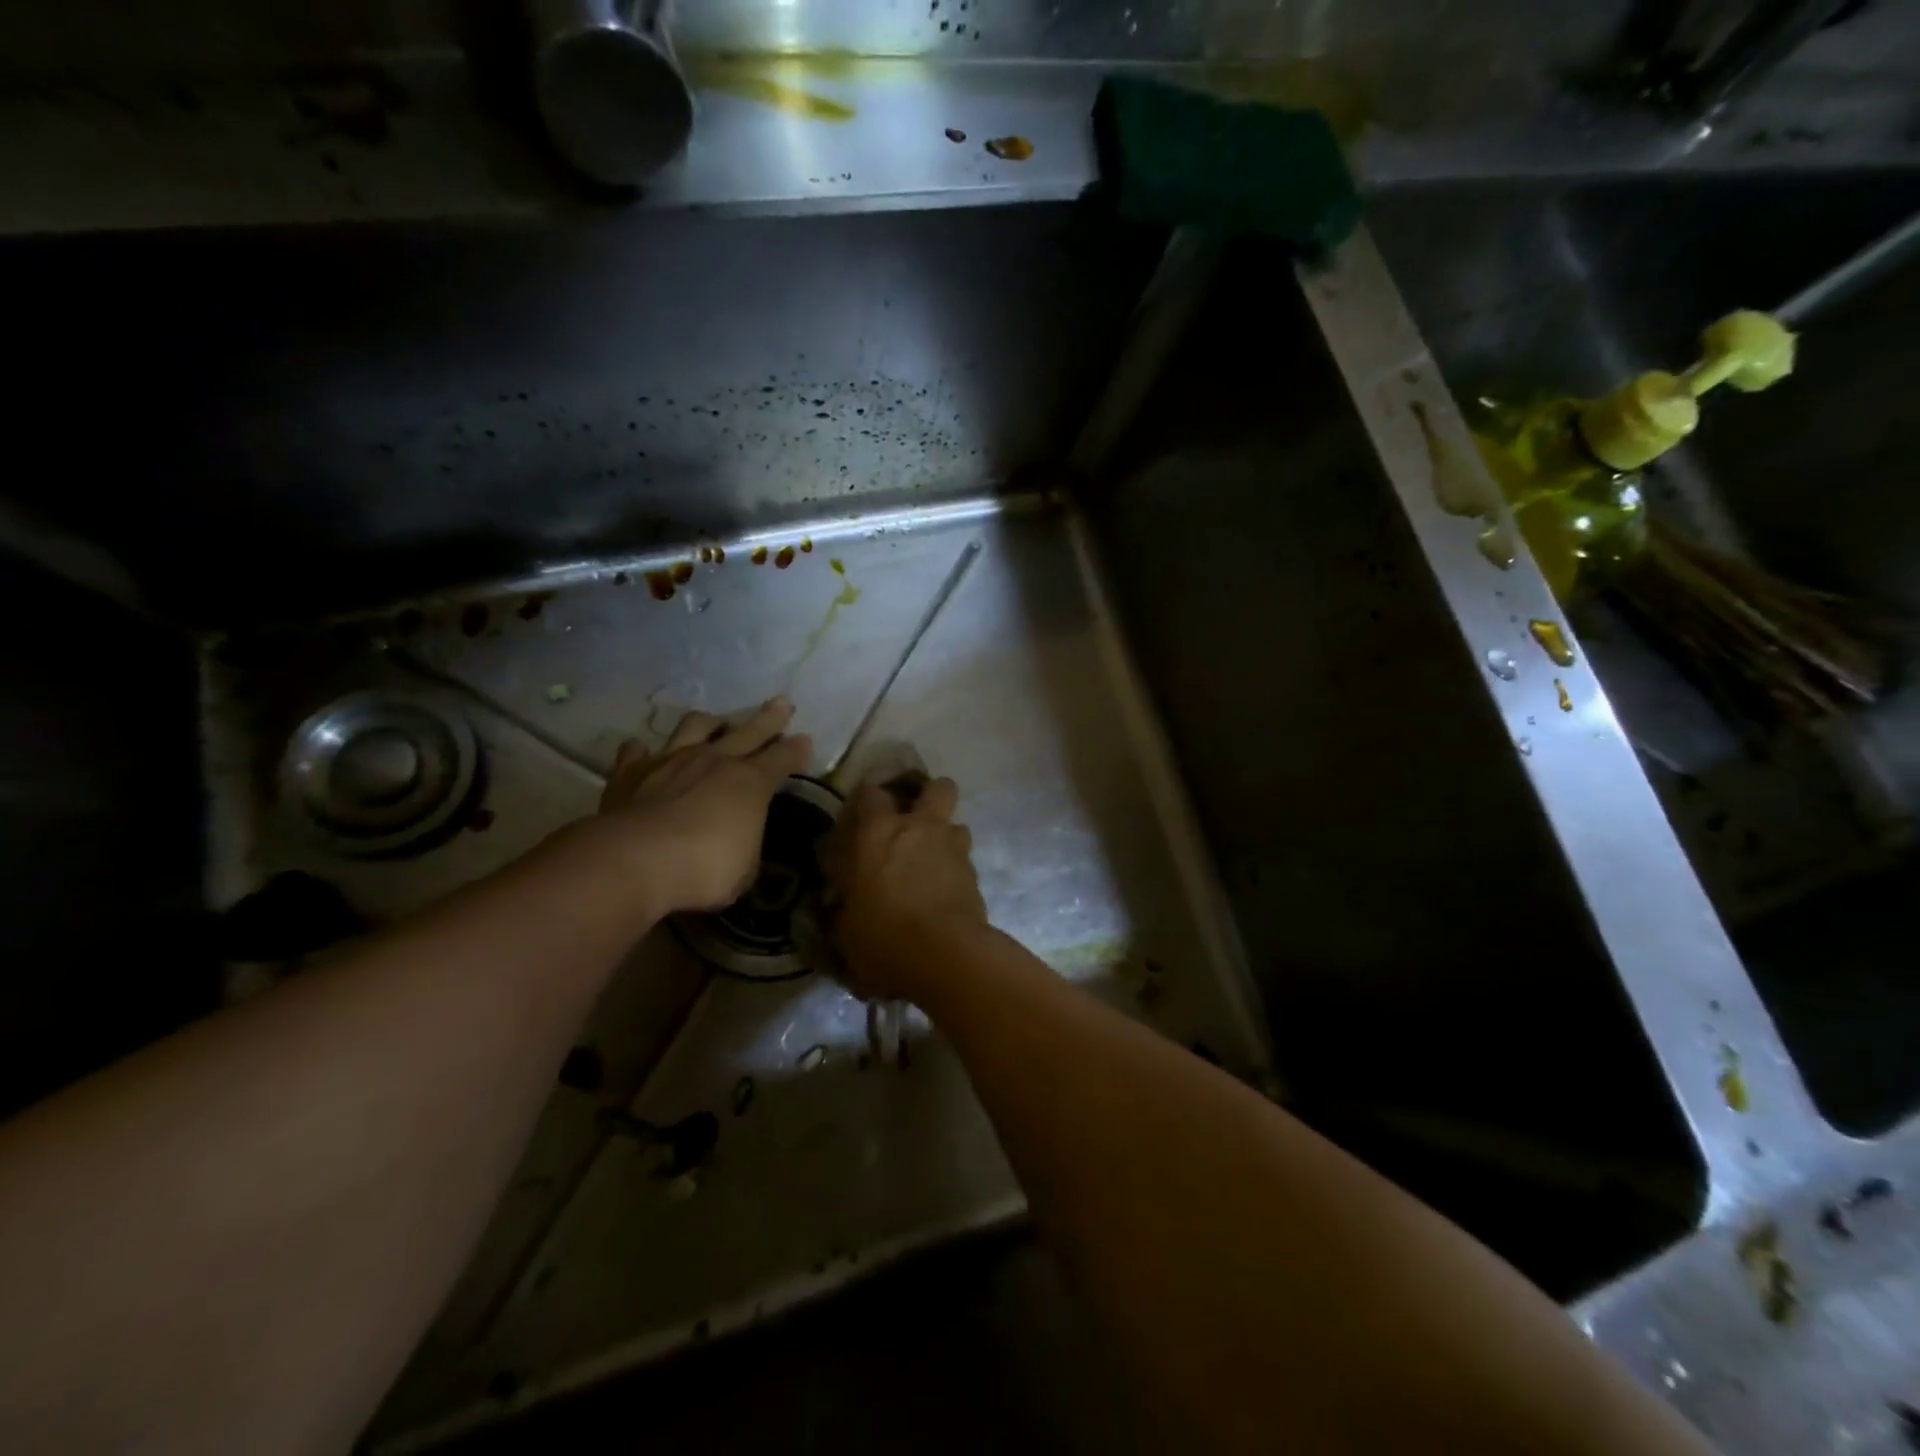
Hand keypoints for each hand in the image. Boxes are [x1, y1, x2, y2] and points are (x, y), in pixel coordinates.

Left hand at [595, 698, 811, 915]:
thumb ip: (747, 843)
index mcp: (751, 782)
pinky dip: (642, 752)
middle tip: (782, 704)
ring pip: (695, 726)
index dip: (797, 750)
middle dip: (769, 718)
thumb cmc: (704, 869)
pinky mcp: (631, 772)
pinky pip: (637, 752)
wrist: (633, 861)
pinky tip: (642, 752)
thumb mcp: (745, 868)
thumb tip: (743, 838)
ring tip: (715, 722)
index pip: (783, 758)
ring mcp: (671, 760)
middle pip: (749, 730)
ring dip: (709, 722)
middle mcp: (715, 760)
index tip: (805, 741)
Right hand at [822, 773, 988, 1000]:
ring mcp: (953, 848)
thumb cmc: (883, 936)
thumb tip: (837, 903)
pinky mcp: (975, 874)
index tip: (861, 816)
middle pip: (937, 787)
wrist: (945, 955)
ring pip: (957, 824)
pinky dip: (955, 870)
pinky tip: (944, 893)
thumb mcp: (845, 927)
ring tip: (932, 861)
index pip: (870, 792)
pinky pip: (964, 860)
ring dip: (945, 837)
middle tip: (914, 819)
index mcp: (878, 831)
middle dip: (929, 795)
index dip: (866, 800)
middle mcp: (920, 828)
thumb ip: (843, 906)